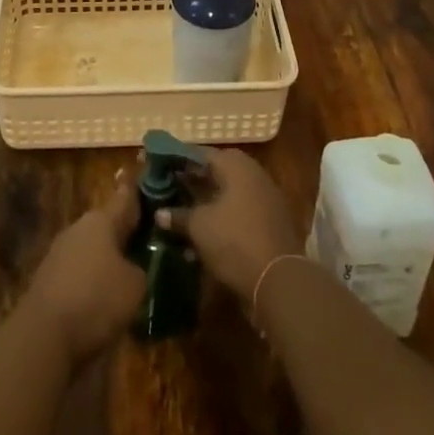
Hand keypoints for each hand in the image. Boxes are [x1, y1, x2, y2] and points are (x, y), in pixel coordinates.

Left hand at [21, 170, 146, 363]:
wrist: (43, 336)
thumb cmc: (96, 300)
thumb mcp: (134, 286)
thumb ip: (139, 270)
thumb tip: (132, 268)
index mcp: (101, 220)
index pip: (124, 198)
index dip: (134, 190)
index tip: (139, 176)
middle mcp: (78, 229)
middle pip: (106, 225)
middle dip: (122, 233)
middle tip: (142, 241)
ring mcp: (58, 253)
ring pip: (91, 250)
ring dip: (105, 259)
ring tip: (125, 276)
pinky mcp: (47, 280)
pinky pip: (77, 273)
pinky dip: (90, 281)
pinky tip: (101, 300)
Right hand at [157, 148, 301, 298]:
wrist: (280, 280)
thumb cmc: (235, 241)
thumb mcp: (199, 227)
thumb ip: (177, 215)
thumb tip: (160, 213)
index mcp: (235, 165)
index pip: (198, 153)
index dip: (174, 159)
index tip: (154, 164)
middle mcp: (251, 174)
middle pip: (213, 173)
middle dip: (188, 182)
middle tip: (164, 189)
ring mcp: (263, 198)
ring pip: (224, 195)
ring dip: (202, 204)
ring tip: (176, 214)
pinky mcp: (268, 223)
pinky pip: (236, 214)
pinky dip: (217, 220)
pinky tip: (199, 238)